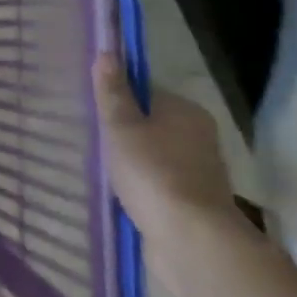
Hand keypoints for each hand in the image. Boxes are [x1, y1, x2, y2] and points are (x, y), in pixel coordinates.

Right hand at [94, 59, 240, 286]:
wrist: (192, 244)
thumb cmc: (153, 173)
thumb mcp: (121, 126)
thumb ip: (113, 92)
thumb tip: (107, 52)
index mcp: (186, 111)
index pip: (146, 94)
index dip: (119, 100)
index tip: (96, 114)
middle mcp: (199, 138)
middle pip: (151, 126)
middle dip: (125, 135)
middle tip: (96, 143)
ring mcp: (200, 175)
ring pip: (155, 159)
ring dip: (134, 165)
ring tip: (104, 172)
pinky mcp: (195, 208)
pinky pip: (160, 188)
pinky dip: (143, 191)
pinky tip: (122, 197)